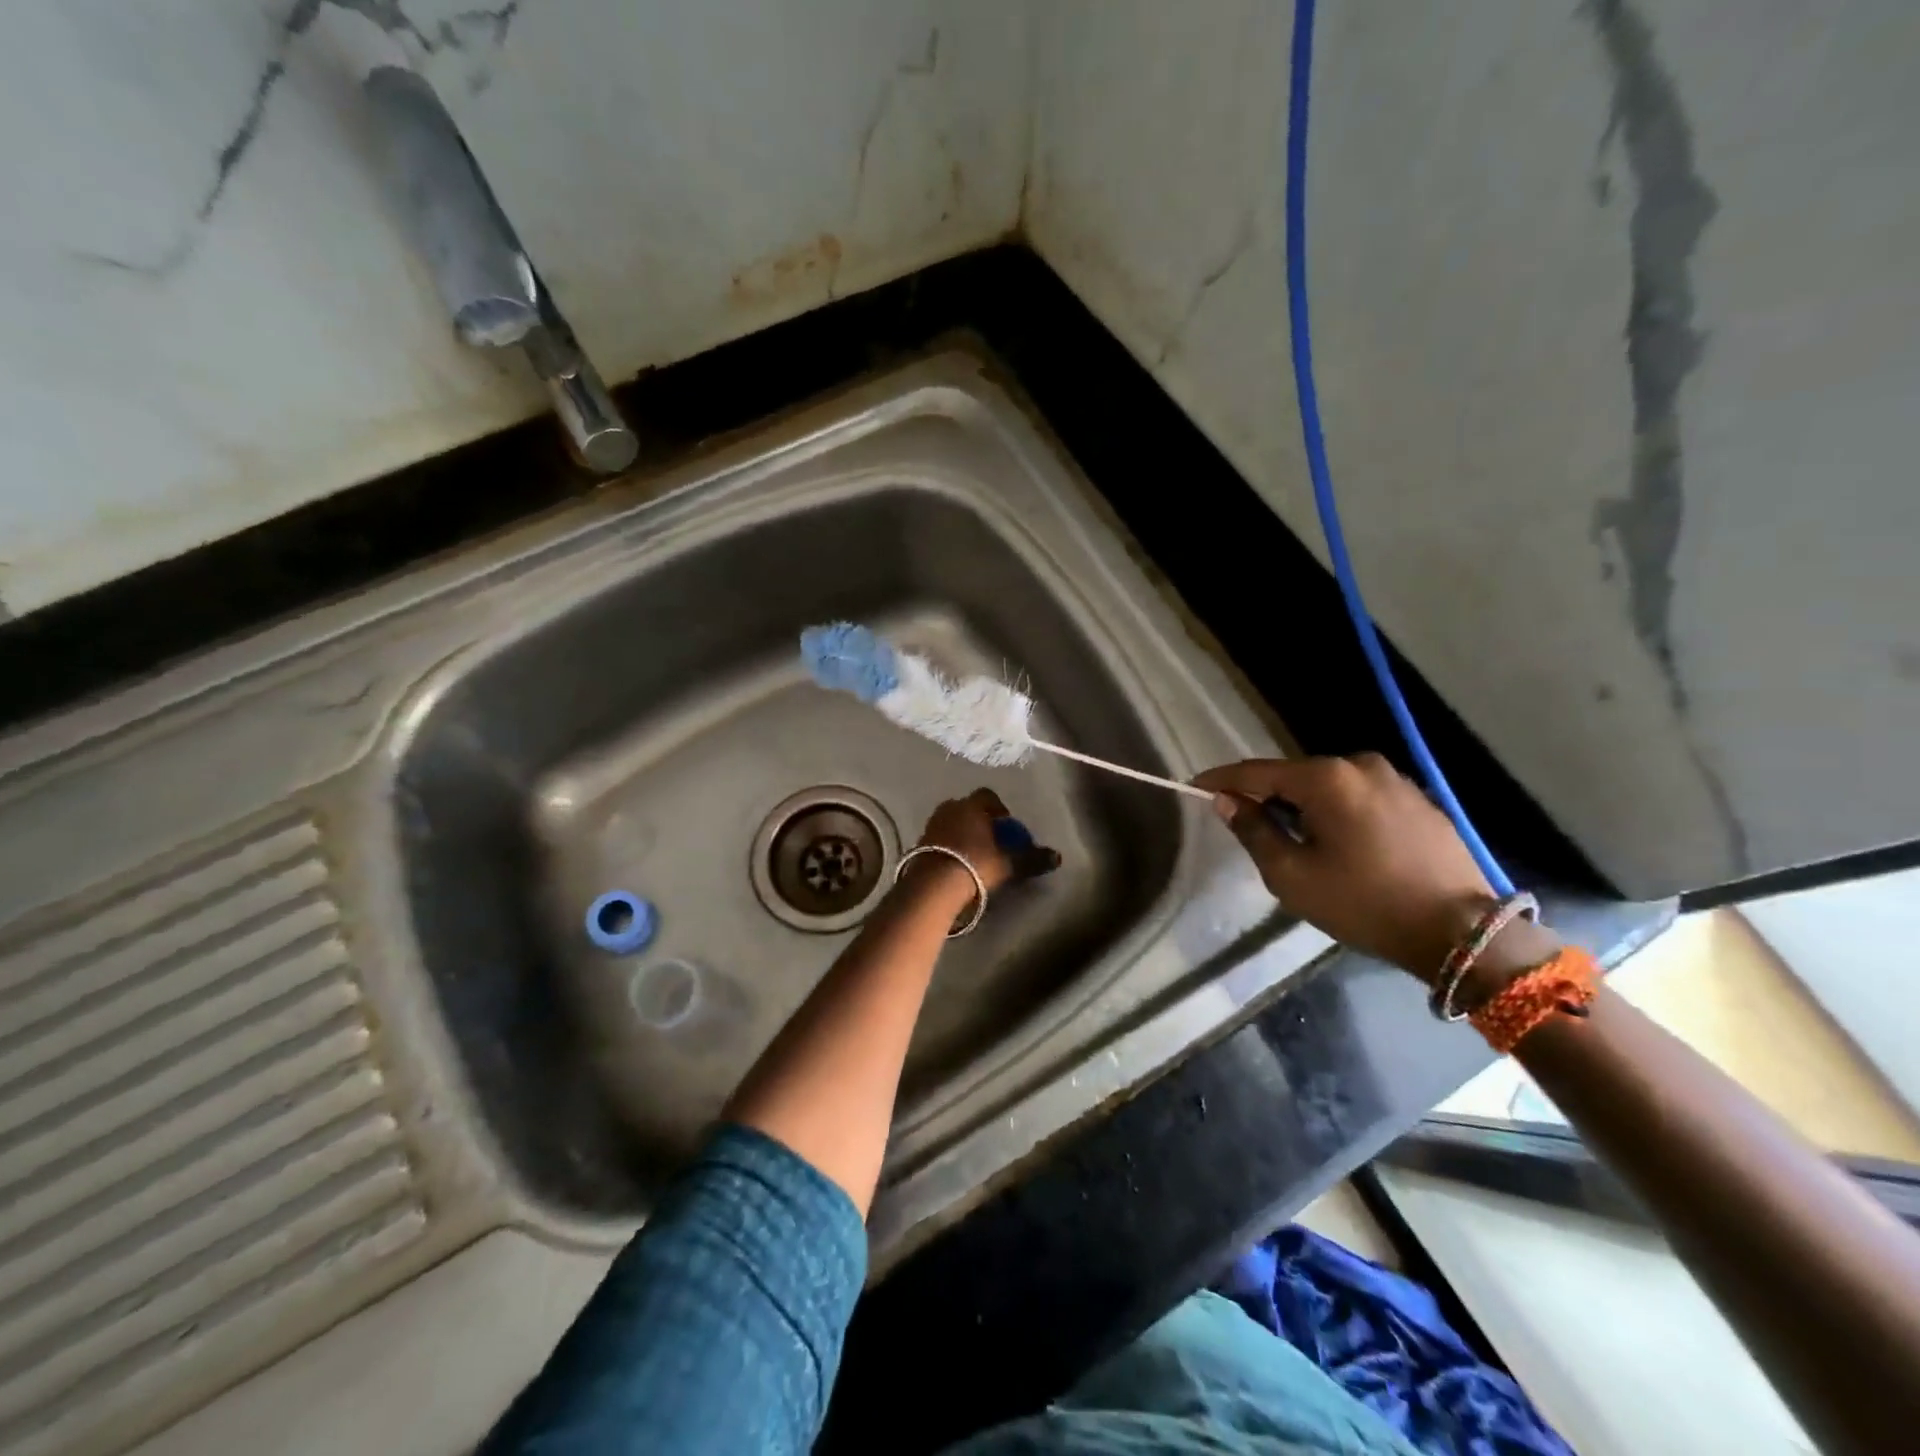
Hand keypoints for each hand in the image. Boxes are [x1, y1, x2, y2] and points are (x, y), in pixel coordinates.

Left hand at [912, 788, 1060, 896]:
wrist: (933, 885)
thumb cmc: (974, 865)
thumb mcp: (1007, 864)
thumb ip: (1031, 858)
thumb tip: (1057, 857)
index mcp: (971, 806)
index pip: (988, 796)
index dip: (999, 809)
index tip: (1007, 827)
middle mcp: (949, 808)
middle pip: (968, 808)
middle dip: (979, 821)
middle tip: (991, 842)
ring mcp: (931, 824)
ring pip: (951, 822)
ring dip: (962, 833)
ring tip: (973, 854)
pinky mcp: (918, 842)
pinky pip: (938, 838)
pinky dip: (948, 846)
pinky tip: (955, 864)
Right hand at [1193, 755, 1498, 981]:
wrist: (1461, 932)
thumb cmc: (1364, 903)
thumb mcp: (1292, 875)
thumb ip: (1253, 831)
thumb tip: (1227, 801)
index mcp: (1326, 778)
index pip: (1256, 772)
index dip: (1221, 779)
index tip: (1194, 786)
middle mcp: (1359, 765)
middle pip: (1293, 775)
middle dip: (1266, 795)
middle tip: (1244, 823)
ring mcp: (1394, 780)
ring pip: (1328, 786)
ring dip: (1303, 805)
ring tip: (1292, 838)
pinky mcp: (1417, 800)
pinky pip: (1358, 796)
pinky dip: (1336, 811)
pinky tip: (1337, 842)